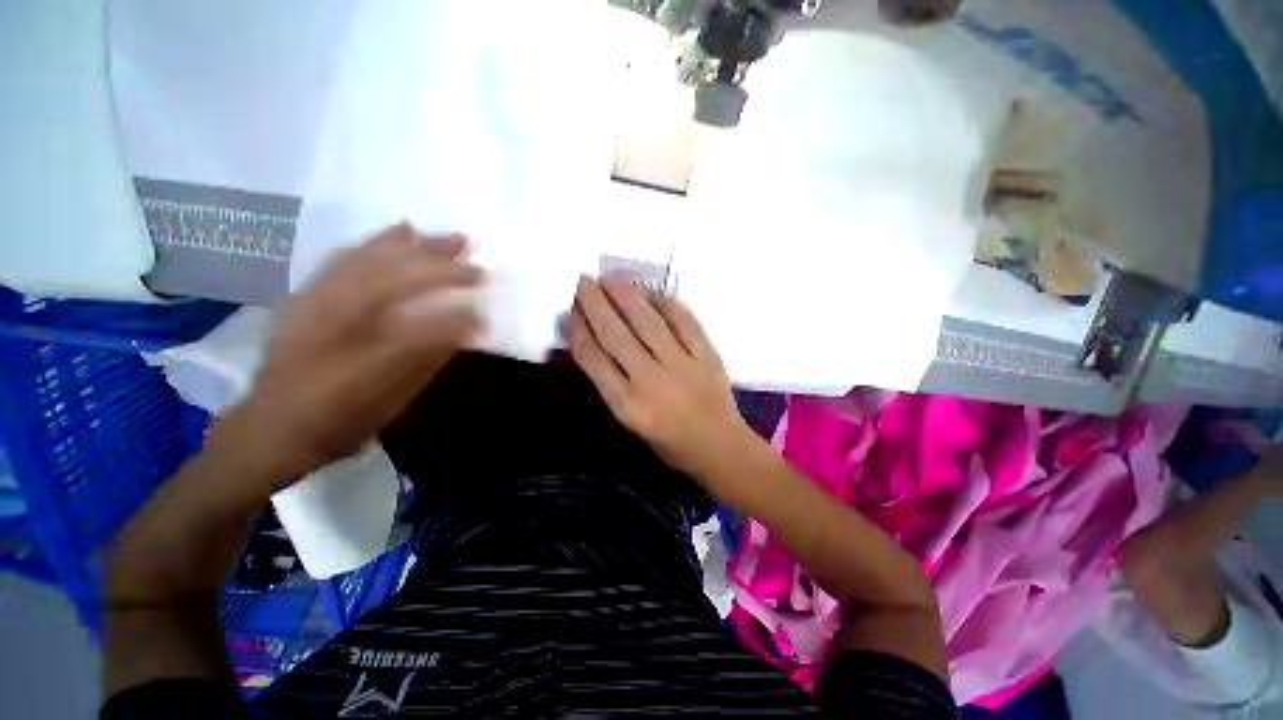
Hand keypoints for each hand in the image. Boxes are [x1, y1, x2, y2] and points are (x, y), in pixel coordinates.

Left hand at [228, 223, 482, 481]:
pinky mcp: (305, 296)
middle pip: (391, 272)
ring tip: (431, 233)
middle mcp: (334, 309)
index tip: (485, 303)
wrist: (271, 428)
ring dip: (403, 243)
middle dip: (433, 259)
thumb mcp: (392, 397)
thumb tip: (469, 326)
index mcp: (359, 340)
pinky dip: (372, 244)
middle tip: (466, 248)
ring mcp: (315, 298)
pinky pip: (343, 260)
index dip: (455, 305)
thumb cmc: (337, 418)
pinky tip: (391, 236)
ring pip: (365, 258)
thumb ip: (430, 356)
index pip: (418, 311)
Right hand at [568, 277, 754, 481]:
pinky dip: (667, 304)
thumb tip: (596, 343)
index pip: (594, 360)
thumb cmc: (670, 443)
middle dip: (596, 305)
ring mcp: (682, 366)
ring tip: (611, 279)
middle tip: (584, 281)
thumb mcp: (631, 422)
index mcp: (628, 405)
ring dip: (627, 297)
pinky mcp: (707, 356)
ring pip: (648, 324)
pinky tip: (653, 292)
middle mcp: (650, 382)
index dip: (580, 331)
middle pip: (616, 335)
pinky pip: (685, 322)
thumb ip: (612, 385)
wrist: (720, 448)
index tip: (572, 311)